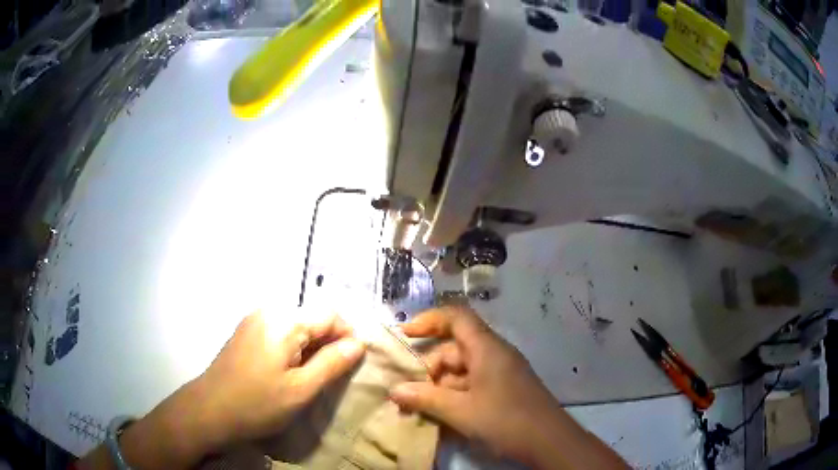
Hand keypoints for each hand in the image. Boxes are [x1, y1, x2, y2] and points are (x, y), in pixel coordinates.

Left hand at [195, 311, 365, 447]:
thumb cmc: (258, 403)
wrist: (209, 410)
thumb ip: (332, 364)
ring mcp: (254, 320)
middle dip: (328, 343)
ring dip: (310, 346)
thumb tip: (358, 344)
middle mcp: (268, 311)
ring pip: (296, 325)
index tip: (351, 364)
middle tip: (330, 375)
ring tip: (310, 376)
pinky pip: (279, 332)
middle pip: (311, 318)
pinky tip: (287, 371)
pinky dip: (292, 347)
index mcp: (284, 320)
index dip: (347, 336)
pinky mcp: (245, 332)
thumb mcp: (301, 389)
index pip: (330, 314)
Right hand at [389, 306, 559, 462]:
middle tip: (407, 392)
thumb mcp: (461, 411)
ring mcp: (502, 372)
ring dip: (440, 386)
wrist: (550, 441)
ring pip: (463, 370)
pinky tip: (443, 415)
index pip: (457, 317)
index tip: (405, 335)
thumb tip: (395, 390)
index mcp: (487, 349)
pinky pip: (473, 384)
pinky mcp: (505, 389)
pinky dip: (455, 395)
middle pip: (455, 349)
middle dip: (429, 368)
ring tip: (420, 408)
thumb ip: (426, 399)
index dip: (429, 320)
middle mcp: (495, 354)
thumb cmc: (505, 420)